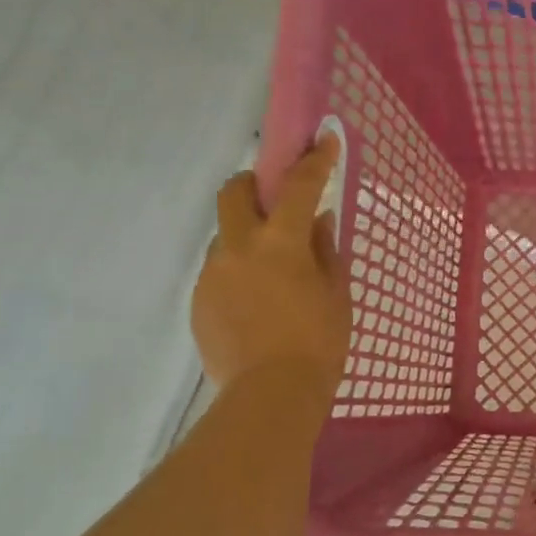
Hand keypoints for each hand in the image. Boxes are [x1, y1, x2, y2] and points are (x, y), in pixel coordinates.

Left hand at [191, 137, 350, 393]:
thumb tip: (319, 220)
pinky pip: (220, 271)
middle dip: (251, 184)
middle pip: (233, 194)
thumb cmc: (319, 342)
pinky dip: (238, 273)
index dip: (314, 160)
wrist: (270, 396)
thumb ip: (325, 250)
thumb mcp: (336, 293)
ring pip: (225, 237)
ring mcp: (213, 274)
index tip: (323, 139)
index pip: (298, 186)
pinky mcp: (199, 301)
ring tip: (271, 272)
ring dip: (246, 237)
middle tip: (272, 200)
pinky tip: (257, 304)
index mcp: (280, 243)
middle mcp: (238, 248)